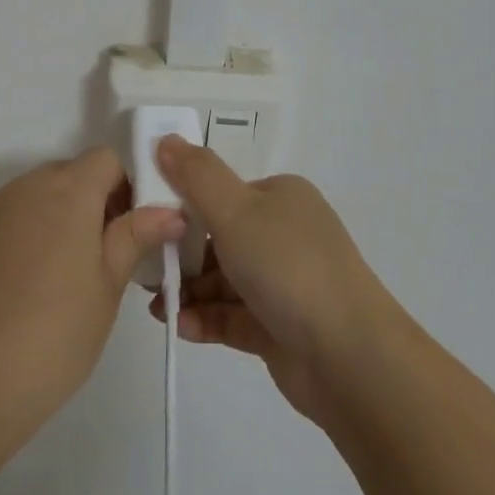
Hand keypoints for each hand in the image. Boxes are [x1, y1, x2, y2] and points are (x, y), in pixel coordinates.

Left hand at [0, 148, 185, 438]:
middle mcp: (23, 188)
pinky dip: (16, 238)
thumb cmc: (55, 335)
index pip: (105, 160)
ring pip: (31, 197)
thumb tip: (169, 211)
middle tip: (96, 260)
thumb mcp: (108, 288)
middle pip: (66, 174)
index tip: (126, 231)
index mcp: (67, 193)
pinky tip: (14, 290)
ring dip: (50, 219)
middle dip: (88, 203)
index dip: (124, 187)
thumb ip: (135, 236)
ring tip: (52, 281)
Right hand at [148, 138, 396, 425]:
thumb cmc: (287, 267)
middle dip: (180, 255)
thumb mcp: (235, 210)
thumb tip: (165, 138)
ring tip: (157, 306)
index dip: (183, 204)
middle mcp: (285, 234)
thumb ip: (195, 176)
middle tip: (146, 272)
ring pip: (223, 279)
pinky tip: (181, 327)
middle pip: (219, 237)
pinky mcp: (281, 326)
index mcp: (280, 197)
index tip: (147, 222)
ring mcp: (285, 282)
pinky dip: (206, 318)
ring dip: (189, 290)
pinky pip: (233, 316)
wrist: (349, 356)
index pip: (223, 193)